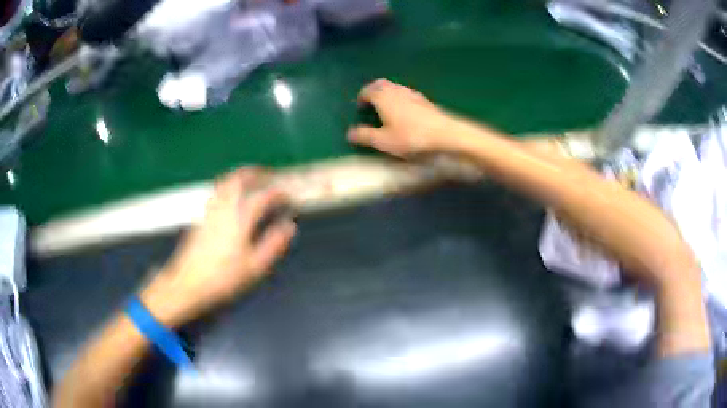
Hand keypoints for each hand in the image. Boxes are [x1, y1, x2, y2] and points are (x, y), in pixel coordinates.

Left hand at [141, 168, 295, 325]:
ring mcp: (210, 210)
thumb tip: (289, 226)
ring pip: (225, 182)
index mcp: (240, 218)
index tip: (288, 196)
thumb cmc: (224, 278)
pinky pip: (216, 191)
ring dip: (240, 176)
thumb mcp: (255, 267)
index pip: (263, 197)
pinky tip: (229, 196)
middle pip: (239, 179)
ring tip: (251, 180)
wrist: (188, 283)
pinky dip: (227, 185)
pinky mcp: (201, 217)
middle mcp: (224, 208)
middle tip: (268, 175)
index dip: (278, 193)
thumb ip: (273, 244)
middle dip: (256, 174)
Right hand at [347, 79, 456, 156]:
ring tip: (386, 108)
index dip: (361, 97)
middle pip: (381, 84)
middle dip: (374, 90)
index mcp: (383, 96)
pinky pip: (407, 94)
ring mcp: (413, 94)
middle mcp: (396, 90)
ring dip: (388, 94)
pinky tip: (405, 112)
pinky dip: (400, 99)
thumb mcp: (383, 141)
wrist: (445, 134)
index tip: (360, 107)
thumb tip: (349, 133)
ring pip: (395, 88)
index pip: (367, 90)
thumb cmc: (410, 136)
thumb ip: (365, 136)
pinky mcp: (425, 100)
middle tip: (371, 102)